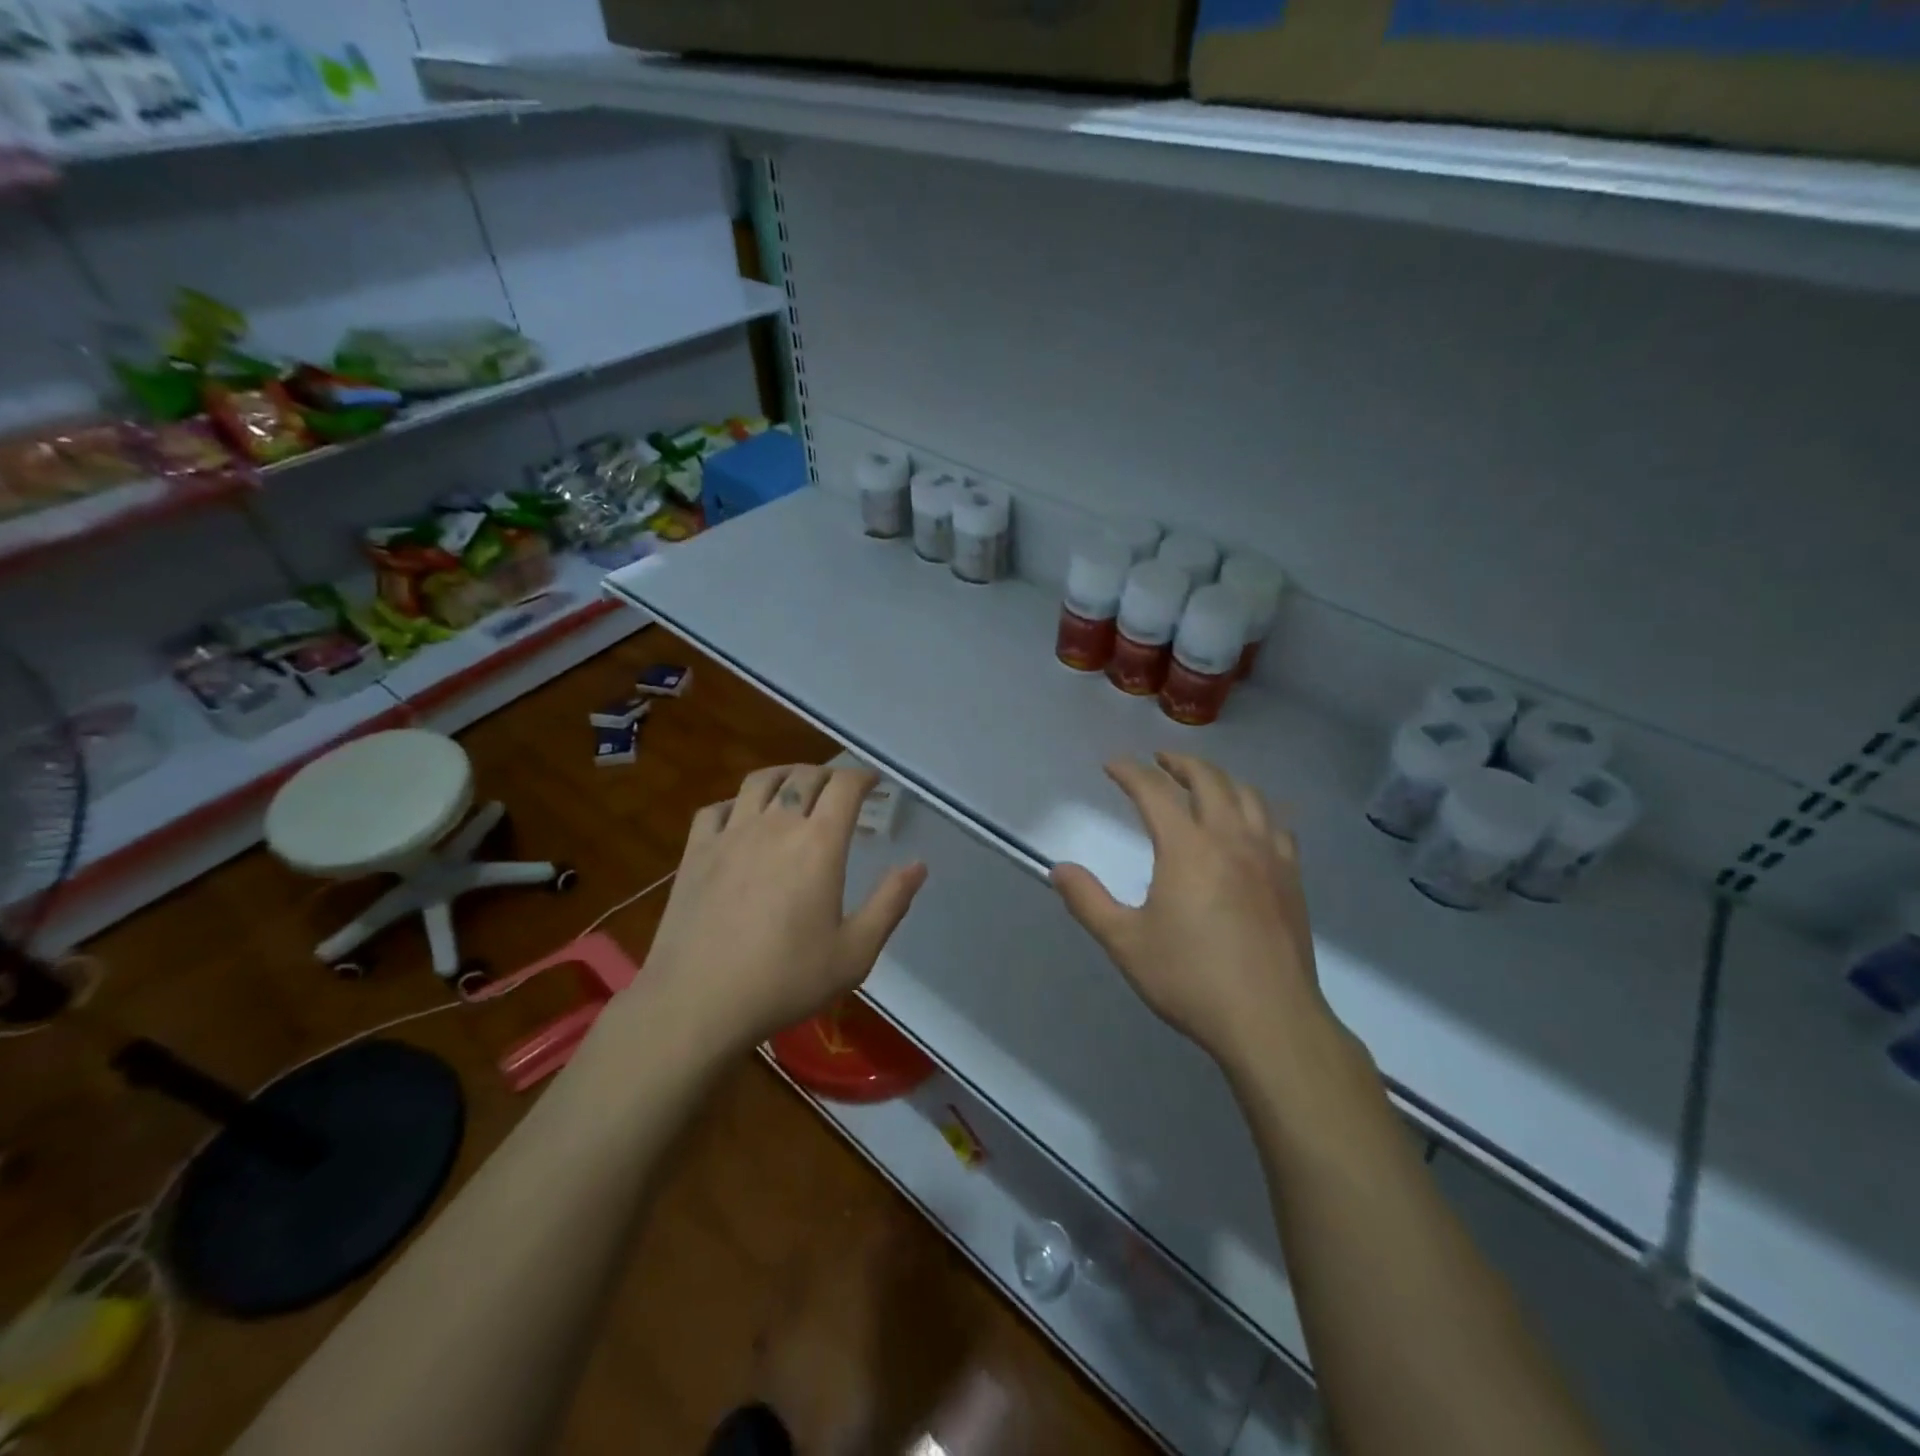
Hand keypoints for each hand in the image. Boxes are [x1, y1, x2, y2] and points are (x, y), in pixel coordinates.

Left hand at [641, 764, 926, 1051]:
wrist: (698, 1003)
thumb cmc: (785, 980)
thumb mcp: (855, 953)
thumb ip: (890, 903)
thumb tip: (919, 865)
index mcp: (818, 844)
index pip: (845, 786)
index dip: (862, 776)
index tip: (873, 783)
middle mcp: (776, 825)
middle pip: (804, 777)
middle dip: (829, 774)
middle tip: (840, 789)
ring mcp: (730, 835)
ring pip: (760, 781)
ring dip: (785, 775)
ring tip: (795, 787)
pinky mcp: (696, 852)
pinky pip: (717, 809)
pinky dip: (737, 803)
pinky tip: (742, 818)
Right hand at [1050, 753, 1328, 1073]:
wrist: (1269, 1020)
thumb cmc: (1190, 979)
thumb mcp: (1125, 942)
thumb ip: (1088, 901)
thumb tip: (1058, 869)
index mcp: (1187, 848)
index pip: (1154, 792)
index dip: (1130, 772)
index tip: (1112, 764)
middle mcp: (1231, 838)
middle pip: (1208, 780)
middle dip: (1180, 763)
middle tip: (1159, 760)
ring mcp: (1268, 856)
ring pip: (1248, 795)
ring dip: (1221, 779)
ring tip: (1204, 782)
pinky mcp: (1292, 878)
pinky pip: (1277, 824)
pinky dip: (1257, 808)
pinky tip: (1251, 822)